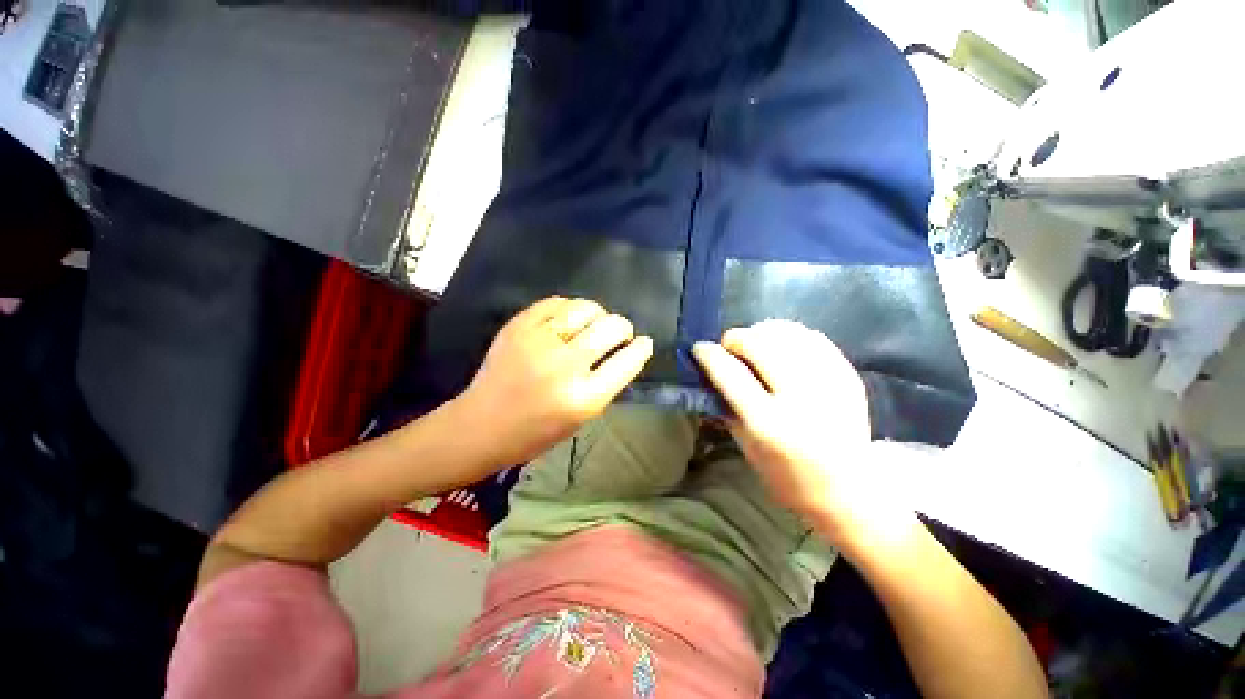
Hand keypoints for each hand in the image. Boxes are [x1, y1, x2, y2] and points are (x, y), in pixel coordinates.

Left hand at [453, 296, 652, 467]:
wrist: (481, 425)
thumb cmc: (536, 432)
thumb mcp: (581, 417)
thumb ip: (605, 383)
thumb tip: (624, 351)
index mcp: (584, 398)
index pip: (627, 361)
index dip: (641, 347)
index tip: (644, 342)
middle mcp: (565, 365)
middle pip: (611, 327)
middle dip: (623, 327)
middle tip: (619, 333)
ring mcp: (539, 342)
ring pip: (586, 308)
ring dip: (598, 314)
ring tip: (594, 323)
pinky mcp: (519, 327)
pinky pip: (557, 303)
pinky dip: (570, 309)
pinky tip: (569, 319)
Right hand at [692, 320, 918, 558]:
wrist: (851, 491)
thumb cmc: (788, 478)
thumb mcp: (747, 448)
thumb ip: (728, 408)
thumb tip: (712, 373)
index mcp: (769, 424)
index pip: (730, 374)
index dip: (710, 355)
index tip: (700, 348)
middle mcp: (799, 399)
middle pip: (759, 345)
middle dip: (736, 338)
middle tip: (729, 346)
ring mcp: (828, 385)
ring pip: (787, 334)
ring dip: (762, 331)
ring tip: (755, 342)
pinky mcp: (848, 377)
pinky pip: (813, 338)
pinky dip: (790, 334)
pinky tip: (782, 344)